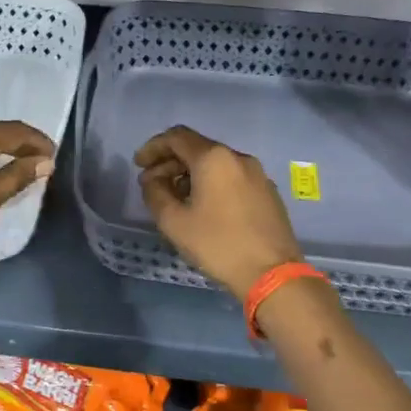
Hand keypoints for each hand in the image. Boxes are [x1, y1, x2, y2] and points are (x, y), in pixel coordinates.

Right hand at [134, 126, 304, 299]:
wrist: (272, 274)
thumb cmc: (218, 244)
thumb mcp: (174, 222)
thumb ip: (155, 193)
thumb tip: (152, 180)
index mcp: (213, 158)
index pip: (176, 137)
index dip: (153, 147)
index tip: (138, 165)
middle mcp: (237, 157)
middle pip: (196, 148)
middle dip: (170, 163)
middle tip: (152, 185)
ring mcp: (257, 174)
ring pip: (215, 163)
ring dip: (190, 174)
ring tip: (175, 198)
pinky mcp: (267, 192)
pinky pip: (231, 177)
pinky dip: (211, 183)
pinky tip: (203, 207)